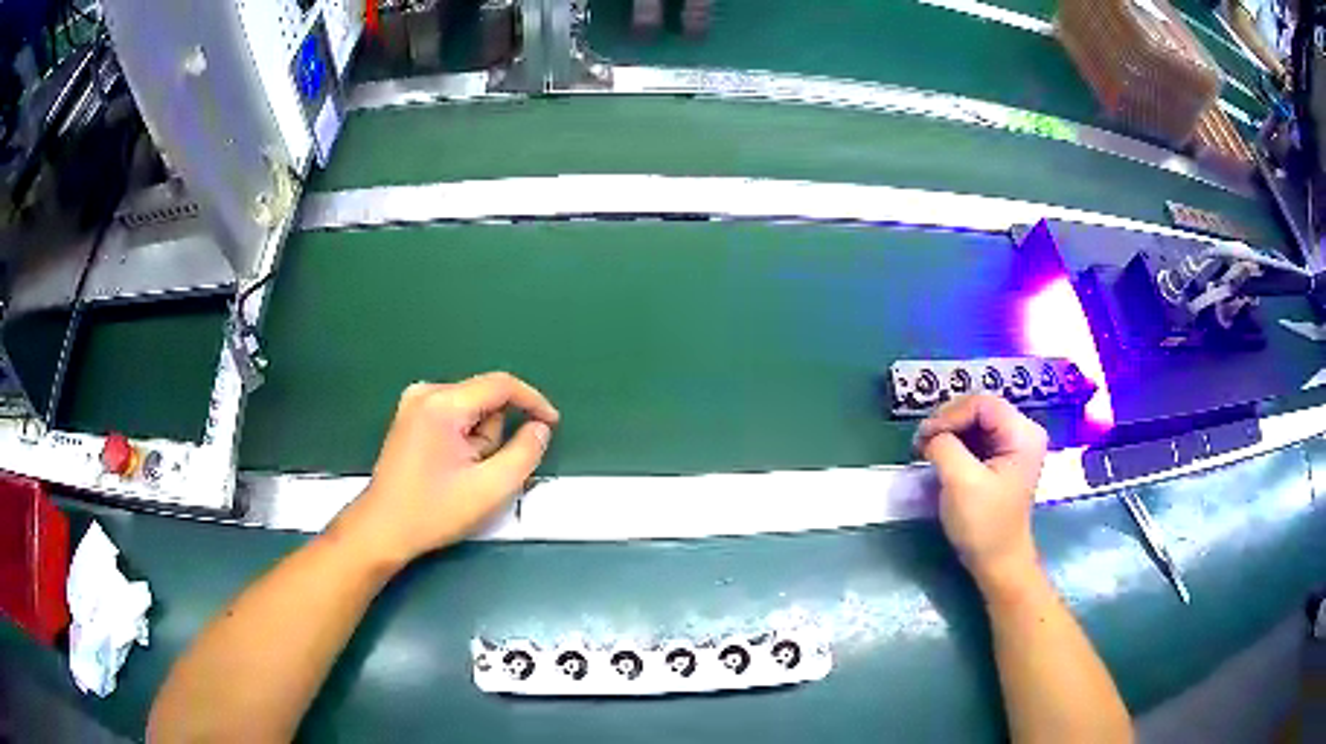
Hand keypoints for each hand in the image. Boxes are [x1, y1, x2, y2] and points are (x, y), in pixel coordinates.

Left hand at [333, 372, 559, 566]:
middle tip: (484, 473)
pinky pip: (453, 417)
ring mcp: (413, 403)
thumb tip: (540, 428)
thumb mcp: (490, 489)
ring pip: (470, 410)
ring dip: (478, 440)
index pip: (501, 385)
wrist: (382, 529)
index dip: (533, 401)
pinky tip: (450, 468)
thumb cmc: (434, 511)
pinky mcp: (408, 417)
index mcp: (443, 404)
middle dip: (495, 434)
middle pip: (484, 400)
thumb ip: (525, 453)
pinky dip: (463, 439)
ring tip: (463, 475)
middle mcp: (425, 393)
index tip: (551, 424)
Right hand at [915, 395, 1047, 589]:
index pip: (982, 403)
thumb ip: (945, 447)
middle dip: (948, 421)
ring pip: (975, 420)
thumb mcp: (961, 483)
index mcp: (1023, 433)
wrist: (997, 562)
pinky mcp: (1002, 457)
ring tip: (927, 449)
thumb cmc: (984, 525)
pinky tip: (940, 456)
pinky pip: (976, 436)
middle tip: (922, 443)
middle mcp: (1023, 431)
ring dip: (949, 431)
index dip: (950, 414)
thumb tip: (930, 436)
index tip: (924, 438)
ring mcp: (1014, 444)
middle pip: (979, 407)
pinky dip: (956, 442)